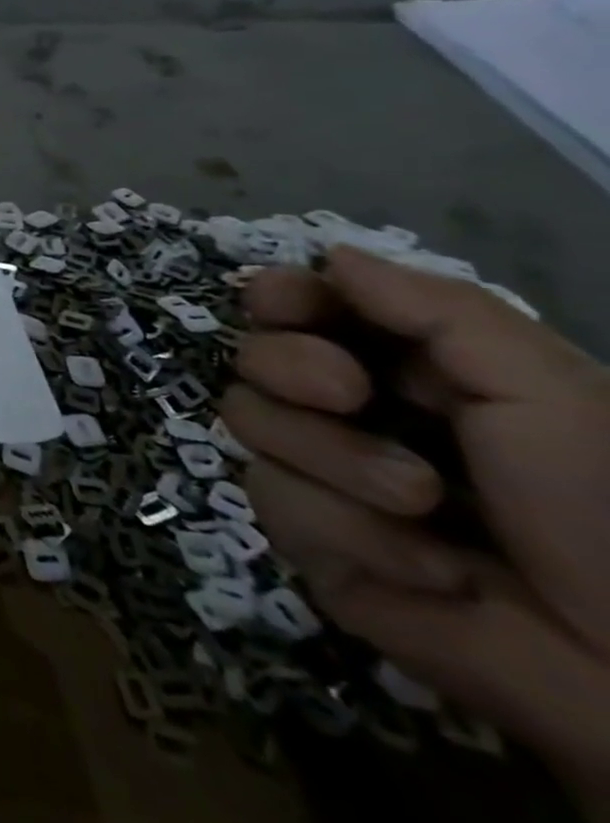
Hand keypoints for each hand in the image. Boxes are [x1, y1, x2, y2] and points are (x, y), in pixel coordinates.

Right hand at [222, 247, 609, 812]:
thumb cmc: (602, 507)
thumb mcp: (544, 389)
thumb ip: (438, 310)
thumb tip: (329, 256)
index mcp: (402, 367)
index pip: (300, 308)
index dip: (279, 297)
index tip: (281, 303)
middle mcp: (344, 410)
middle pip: (252, 356)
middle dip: (292, 368)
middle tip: (350, 393)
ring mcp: (317, 473)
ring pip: (248, 420)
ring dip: (335, 459)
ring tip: (421, 502)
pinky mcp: (303, 535)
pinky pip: (275, 499)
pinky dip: (351, 529)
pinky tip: (425, 566)